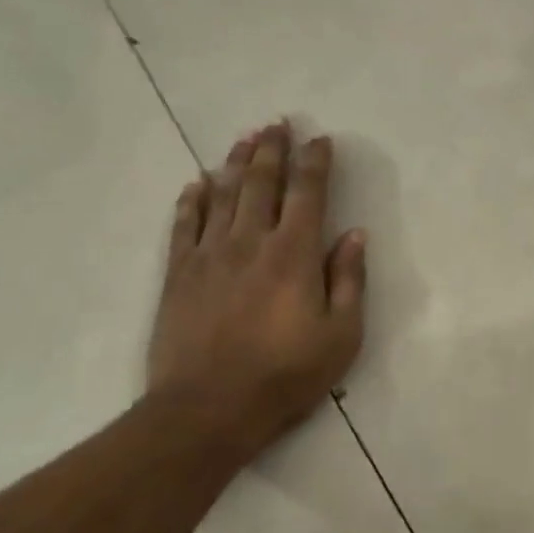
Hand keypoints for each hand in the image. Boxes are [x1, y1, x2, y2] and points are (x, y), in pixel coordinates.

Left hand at [145, 122, 366, 458]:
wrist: (207, 408)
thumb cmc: (285, 375)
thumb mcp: (341, 336)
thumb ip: (349, 281)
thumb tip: (354, 235)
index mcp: (293, 254)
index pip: (307, 194)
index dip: (315, 163)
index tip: (320, 139)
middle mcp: (250, 241)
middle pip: (261, 183)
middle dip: (272, 149)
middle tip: (276, 123)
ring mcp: (209, 255)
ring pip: (223, 195)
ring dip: (235, 163)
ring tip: (244, 139)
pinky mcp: (178, 274)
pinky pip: (184, 225)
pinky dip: (192, 200)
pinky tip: (197, 183)